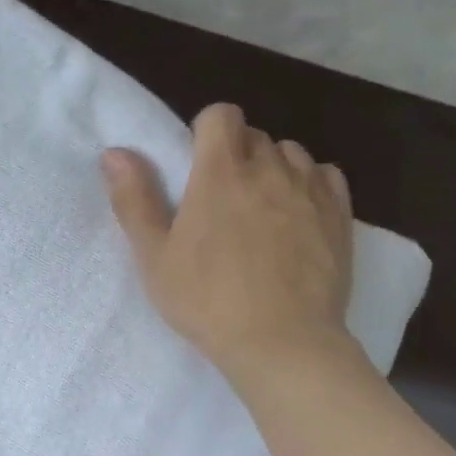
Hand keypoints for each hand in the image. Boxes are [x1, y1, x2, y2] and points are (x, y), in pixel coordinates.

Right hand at [102, 103, 353, 382]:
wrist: (281, 342)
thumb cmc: (206, 299)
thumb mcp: (154, 256)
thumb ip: (134, 199)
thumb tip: (114, 152)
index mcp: (220, 173)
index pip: (221, 114)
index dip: (205, 130)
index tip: (194, 163)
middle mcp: (270, 168)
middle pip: (254, 134)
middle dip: (235, 153)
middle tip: (218, 198)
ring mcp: (311, 190)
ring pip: (291, 153)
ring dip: (272, 167)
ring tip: (259, 207)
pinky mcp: (340, 216)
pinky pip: (325, 176)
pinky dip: (308, 184)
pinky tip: (295, 214)